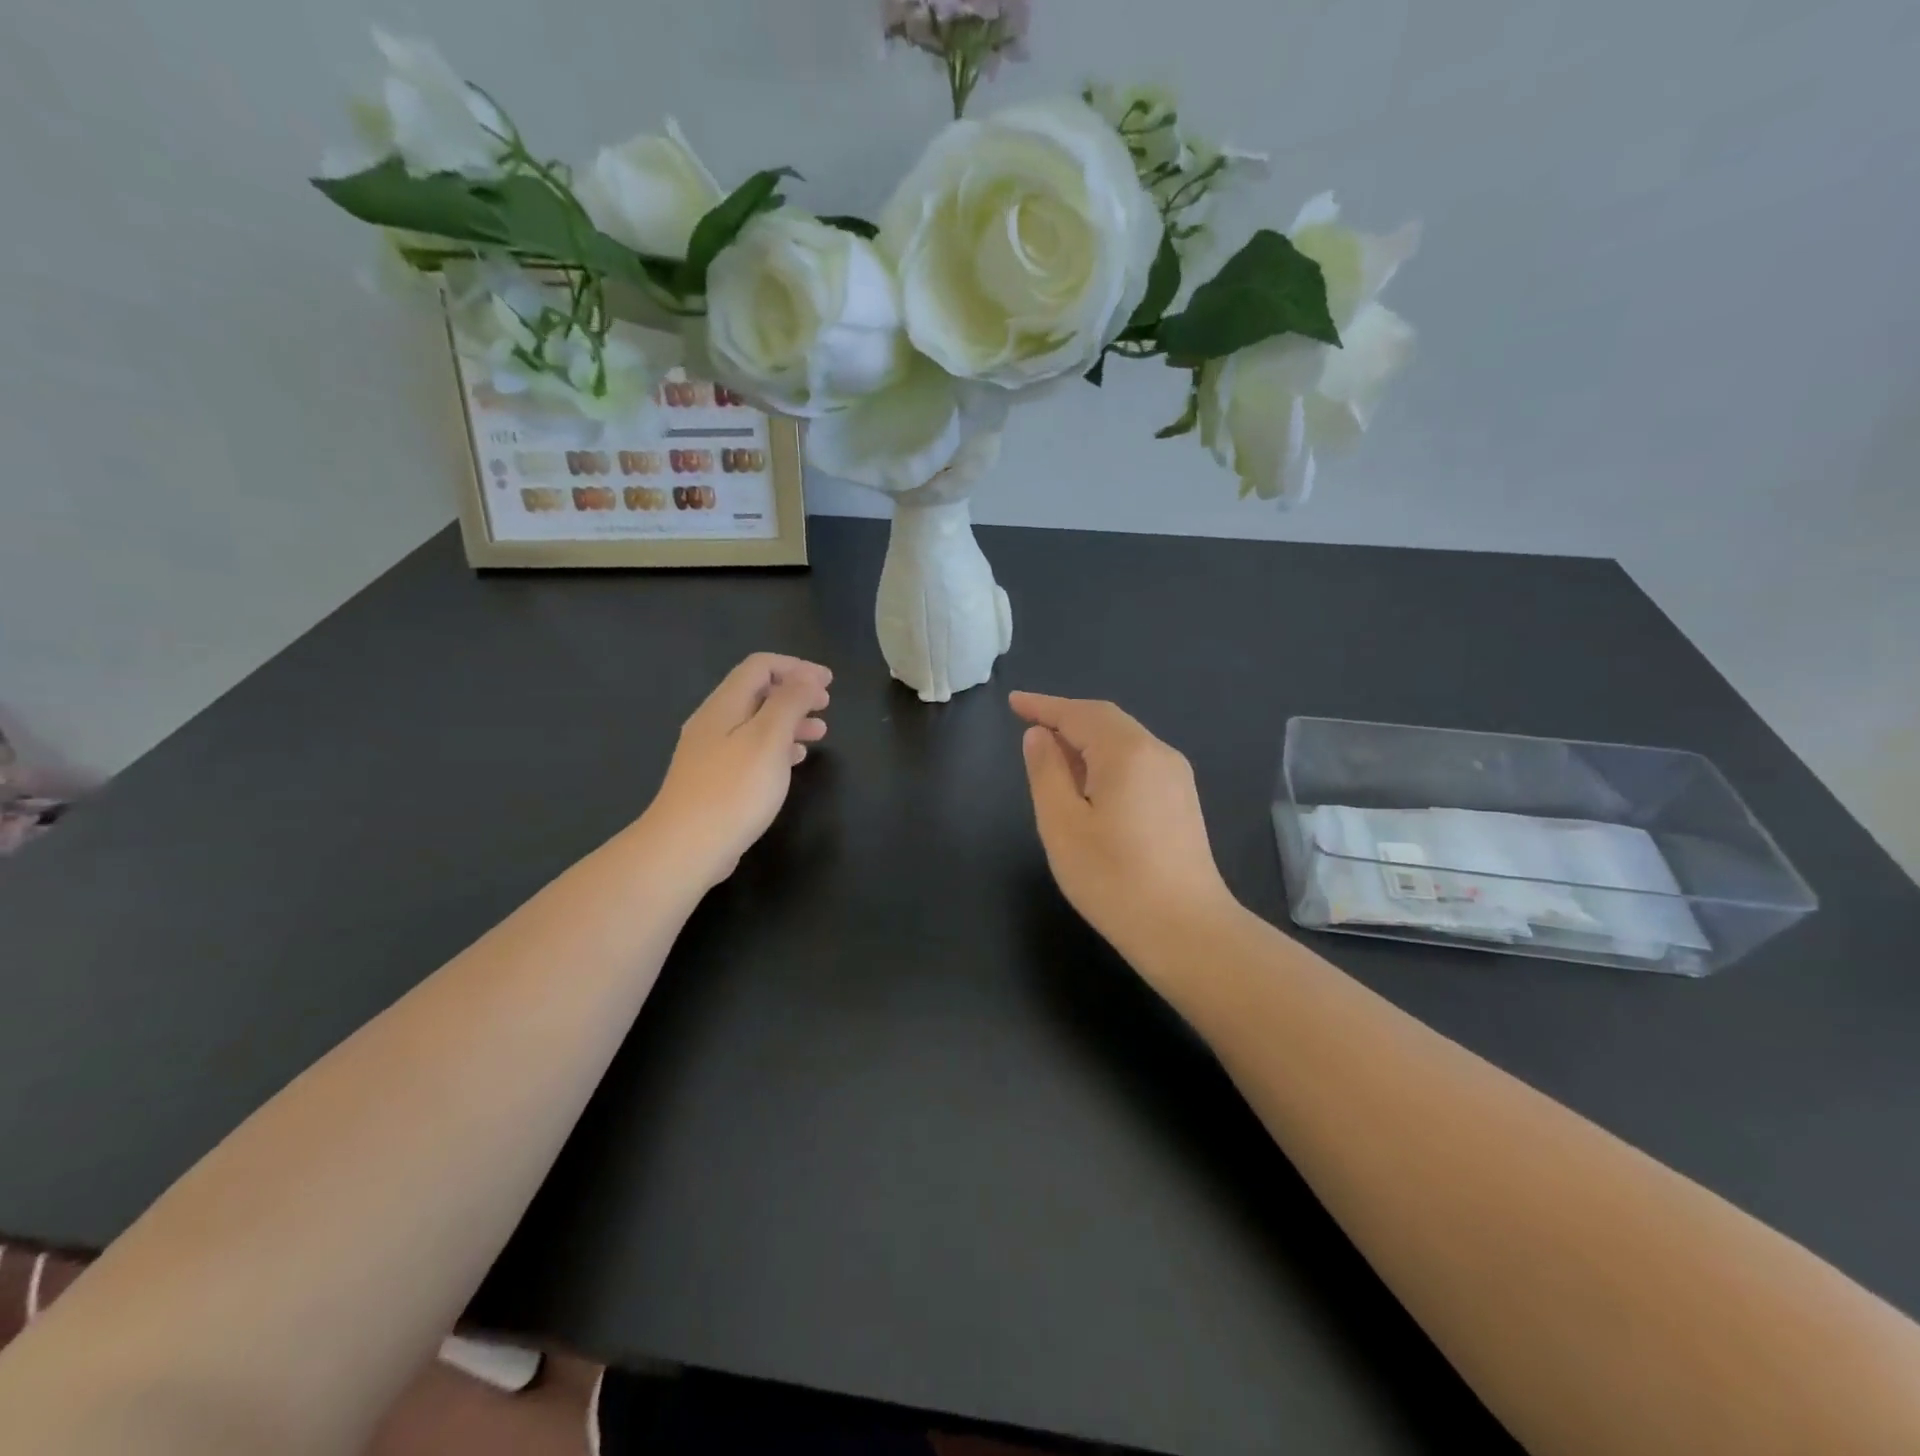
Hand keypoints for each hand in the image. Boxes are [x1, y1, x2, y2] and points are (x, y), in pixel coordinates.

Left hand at [647, 654, 831, 886]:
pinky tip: (793, 761)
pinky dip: (777, 746)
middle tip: (826, 706)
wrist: (685, 848)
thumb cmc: (733, 790)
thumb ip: (790, 702)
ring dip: (790, 721)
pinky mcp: (714, 779)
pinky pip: (751, 749)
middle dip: (795, 693)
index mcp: (724, 705)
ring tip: (819, 734)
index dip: (797, 667)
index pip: (760, 666)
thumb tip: (807, 676)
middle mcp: (714, 722)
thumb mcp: (769, 739)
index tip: (829, 683)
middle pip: (757, 692)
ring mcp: (711, 752)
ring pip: (756, 723)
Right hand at [1011, 691, 1235, 964]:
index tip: (1013, 702)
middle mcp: (1158, 752)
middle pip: (1106, 720)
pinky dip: (1106, 758)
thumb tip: (1039, 736)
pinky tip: (1089, 781)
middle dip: (1065, 718)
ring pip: (1124, 740)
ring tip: (1052, 753)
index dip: (1043, 706)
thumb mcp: (1062, 824)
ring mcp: (1176, 777)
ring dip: (1086, 739)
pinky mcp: (1182, 800)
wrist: (1186, 930)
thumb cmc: (1113, 878)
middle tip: (1028, 723)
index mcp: (1126, 752)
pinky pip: (1137, 762)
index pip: (1078, 713)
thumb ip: (1047, 772)